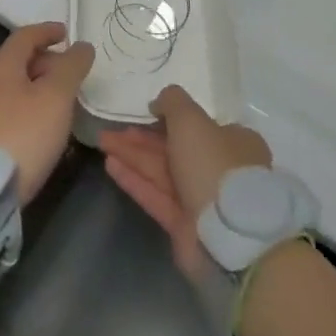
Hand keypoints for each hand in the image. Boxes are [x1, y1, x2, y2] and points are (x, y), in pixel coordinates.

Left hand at [0, 23, 93, 204]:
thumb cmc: (24, 133)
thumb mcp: (55, 97)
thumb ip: (71, 68)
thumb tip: (82, 46)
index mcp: (2, 66)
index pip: (25, 36)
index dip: (47, 31)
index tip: (66, 33)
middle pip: (20, 61)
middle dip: (47, 61)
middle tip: (72, 72)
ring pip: (17, 88)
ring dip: (41, 88)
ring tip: (65, 102)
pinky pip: (14, 111)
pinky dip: (34, 109)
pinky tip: (47, 129)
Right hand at [98, 85, 272, 277]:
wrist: (229, 233)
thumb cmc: (213, 162)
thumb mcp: (191, 117)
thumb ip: (172, 102)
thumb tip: (158, 104)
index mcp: (233, 142)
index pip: (198, 126)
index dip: (169, 119)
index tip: (145, 113)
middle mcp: (218, 169)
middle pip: (174, 148)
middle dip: (142, 138)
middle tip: (113, 129)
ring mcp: (202, 200)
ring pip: (161, 171)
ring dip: (132, 155)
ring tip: (102, 141)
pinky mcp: (185, 227)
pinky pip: (156, 196)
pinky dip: (134, 180)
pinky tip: (110, 165)